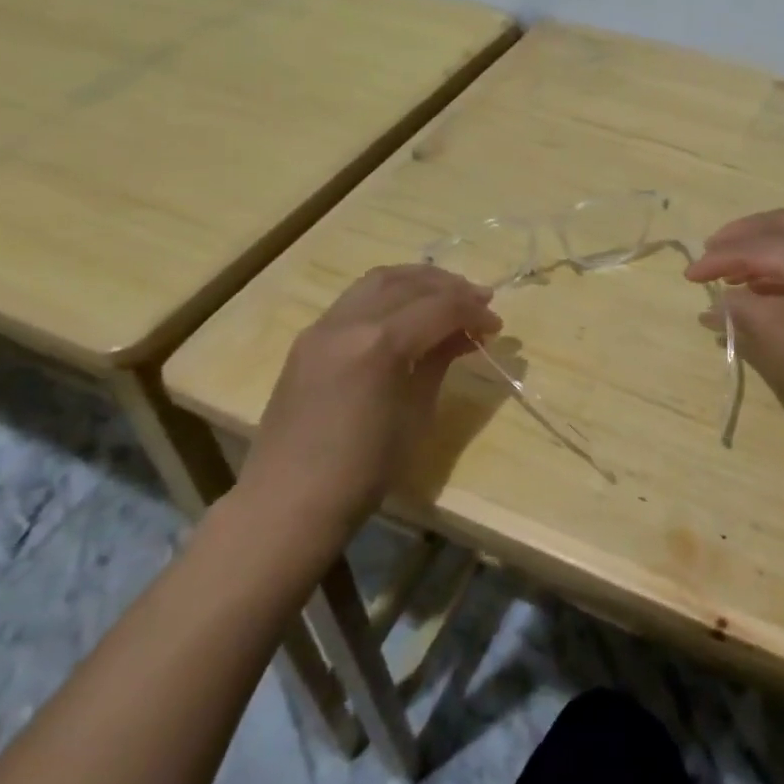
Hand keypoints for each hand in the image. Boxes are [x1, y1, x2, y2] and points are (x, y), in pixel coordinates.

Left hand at [238, 265, 501, 528]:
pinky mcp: (308, 339)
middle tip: (480, 301)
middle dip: (450, 287)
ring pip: (378, 280)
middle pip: (408, 283)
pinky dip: (389, 294)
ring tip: (447, 296)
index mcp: (380, 344)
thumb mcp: (416, 416)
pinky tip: (406, 312)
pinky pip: (355, 299)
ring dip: (418, 281)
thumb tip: (463, 335)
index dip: (473, 312)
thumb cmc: (363, 471)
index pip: (439, 308)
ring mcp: (322, 327)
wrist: (287, 502)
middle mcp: (348, 322)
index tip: (496, 325)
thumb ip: (438, 363)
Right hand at [685, 210, 783, 465]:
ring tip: (731, 276)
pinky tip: (764, 291)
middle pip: (782, 226)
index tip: (689, 276)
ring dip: (763, 253)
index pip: (760, 246)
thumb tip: (717, 303)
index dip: (720, 259)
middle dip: (742, 236)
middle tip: (709, 252)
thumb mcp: (781, 338)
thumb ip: (743, 311)